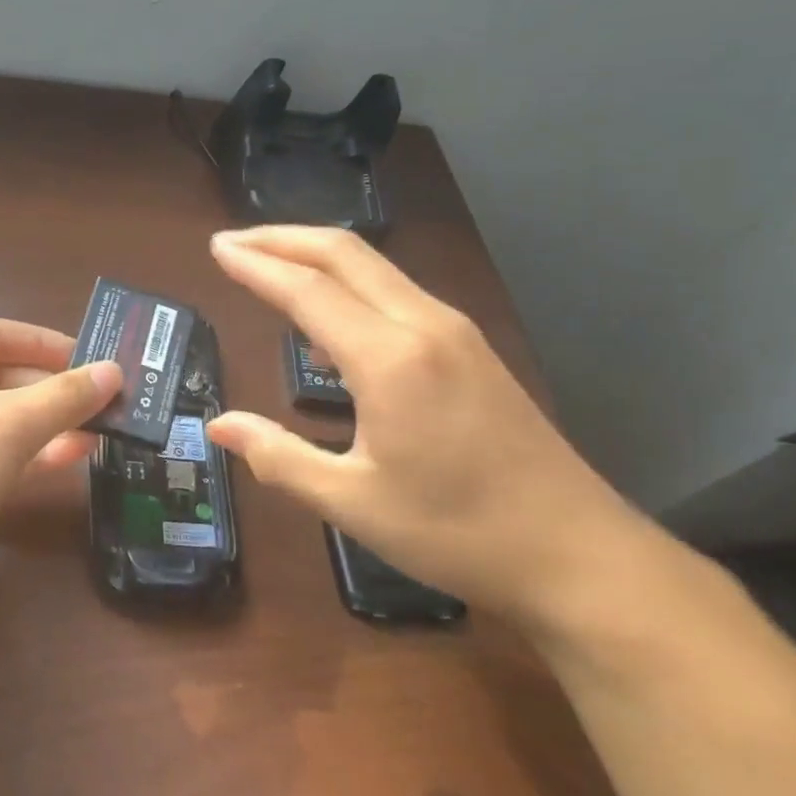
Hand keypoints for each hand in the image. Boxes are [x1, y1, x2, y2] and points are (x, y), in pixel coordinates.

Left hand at [0, 320, 120, 611]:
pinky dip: (27, 452)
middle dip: (53, 391)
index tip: (95, 360)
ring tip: (100, 431)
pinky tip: (69, 457)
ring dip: (47, 423)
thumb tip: (114, 370)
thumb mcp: (12, 425)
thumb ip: (66, 396)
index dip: (49, 345)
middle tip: (105, 401)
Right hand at [204, 226, 642, 624]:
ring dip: (317, 256)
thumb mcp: (352, 502)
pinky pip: (396, 292)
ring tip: (270, 266)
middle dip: (283, 238)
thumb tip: (219, 426)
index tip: (215, 248)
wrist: (579, 556)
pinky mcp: (471, 348)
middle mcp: (424, 325)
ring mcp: (455, 332)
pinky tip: (329, 320)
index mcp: (390, 358)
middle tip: (233, 242)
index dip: (255, 265)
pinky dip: (349, 284)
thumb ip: (278, 456)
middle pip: (345, 254)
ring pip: (374, 268)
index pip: (307, 289)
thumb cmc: (457, 532)